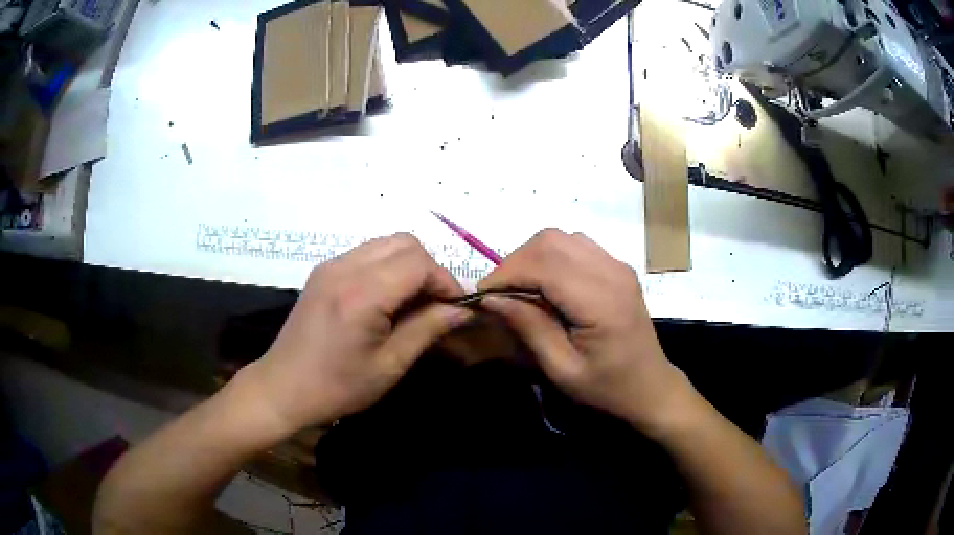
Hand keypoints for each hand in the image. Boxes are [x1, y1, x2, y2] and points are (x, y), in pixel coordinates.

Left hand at [245, 233, 472, 434]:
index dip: (445, 281)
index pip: (418, 263)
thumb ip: (427, 329)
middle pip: (404, 243)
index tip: (456, 308)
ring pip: (385, 244)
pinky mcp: (323, 271)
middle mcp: (345, 268)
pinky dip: (387, 267)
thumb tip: (462, 310)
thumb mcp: (389, 365)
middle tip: (434, 304)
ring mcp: (330, 265)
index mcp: (361, 294)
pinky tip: (386, 299)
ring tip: (412, 302)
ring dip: (408, 266)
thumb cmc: (338, 386)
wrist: (283, 388)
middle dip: (429, 269)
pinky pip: (366, 253)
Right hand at [478, 229, 689, 433]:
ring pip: (561, 237)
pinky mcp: (618, 267)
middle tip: (500, 293)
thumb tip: (491, 298)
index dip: (506, 274)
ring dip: (533, 256)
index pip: (543, 265)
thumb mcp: (562, 369)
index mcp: (601, 301)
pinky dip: (551, 257)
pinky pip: (576, 246)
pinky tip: (546, 284)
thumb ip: (529, 327)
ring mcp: (618, 265)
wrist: (650, 386)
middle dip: (516, 261)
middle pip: (551, 241)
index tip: (483, 297)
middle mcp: (612, 272)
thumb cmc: (606, 387)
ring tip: (520, 288)